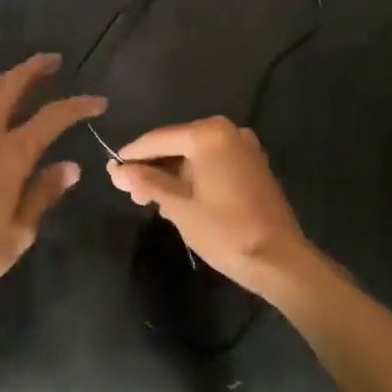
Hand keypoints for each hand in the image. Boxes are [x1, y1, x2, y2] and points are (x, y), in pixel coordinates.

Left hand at [0, 54, 105, 313]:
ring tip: (17, 76)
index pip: (53, 117)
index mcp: (12, 153)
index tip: (98, 101)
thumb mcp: (21, 230)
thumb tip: (71, 166)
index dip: (78, 105)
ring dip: (3, 77)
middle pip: (12, 86)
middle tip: (53, 60)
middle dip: (34, 69)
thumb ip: (45, 193)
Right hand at [106, 117, 307, 294]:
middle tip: (132, 193)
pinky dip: (195, 176)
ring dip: (174, 175)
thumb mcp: (178, 207)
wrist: (280, 260)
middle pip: (178, 145)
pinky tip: (181, 199)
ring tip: (153, 201)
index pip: (158, 139)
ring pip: (196, 156)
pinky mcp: (254, 166)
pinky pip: (214, 163)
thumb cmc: (225, 230)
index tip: (112, 170)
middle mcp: (228, 131)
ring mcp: (245, 148)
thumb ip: (147, 183)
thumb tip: (116, 171)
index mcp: (208, 134)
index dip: (133, 155)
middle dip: (154, 168)